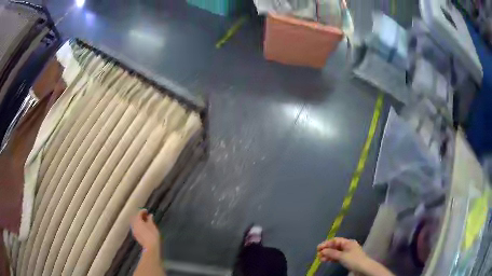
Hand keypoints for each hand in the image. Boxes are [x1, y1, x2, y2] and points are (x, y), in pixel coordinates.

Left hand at [131, 209, 160, 254]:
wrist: (150, 247)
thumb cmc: (152, 235)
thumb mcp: (152, 226)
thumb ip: (150, 219)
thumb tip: (150, 215)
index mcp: (137, 221)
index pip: (139, 213)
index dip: (143, 211)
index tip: (147, 211)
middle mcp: (134, 224)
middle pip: (135, 218)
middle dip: (139, 216)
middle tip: (145, 216)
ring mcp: (134, 230)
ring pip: (134, 223)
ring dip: (139, 221)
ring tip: (145, 222)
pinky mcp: (135, 235)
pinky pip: (135, 227)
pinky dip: (138, 225)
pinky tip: (143, 228)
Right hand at [317, 238, 368, 272]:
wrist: (363, 268)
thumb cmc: (353, 260)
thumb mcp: (342, 256)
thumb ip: (332, 253)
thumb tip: (323, 250)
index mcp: (348, 242)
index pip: (335, 240)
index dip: (326, 243)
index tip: (318, 248)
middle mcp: (348, 246)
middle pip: (335, 246)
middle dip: (327, 250)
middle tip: (318, 255)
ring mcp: (348, 253)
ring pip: (336, 252)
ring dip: (328, 255)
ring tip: (321, 259)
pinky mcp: (348, 259)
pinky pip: (338, 257)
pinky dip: (332, 258)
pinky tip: (327, 261)